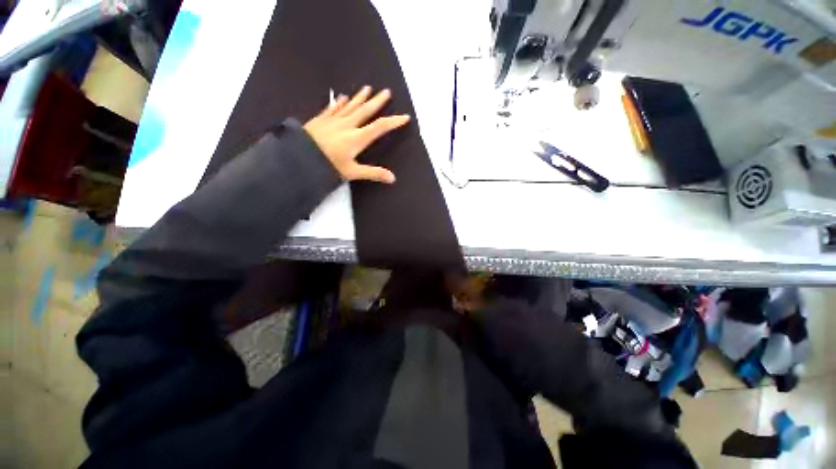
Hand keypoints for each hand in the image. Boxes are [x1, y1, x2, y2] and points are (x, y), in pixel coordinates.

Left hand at [304, 86, 409, 183]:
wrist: (299, 157)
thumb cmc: (328, 165)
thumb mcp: (352, 172)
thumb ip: (373, 173)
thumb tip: (392, 178)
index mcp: (357, 138)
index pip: (380, 127)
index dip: (394, 122)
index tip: (405, 117)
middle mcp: (347, 125)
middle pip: (366, 111)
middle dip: (377, 101)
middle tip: (386, 92)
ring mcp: (333, 120)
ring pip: (350, 106)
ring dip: (360, 97)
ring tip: (367, 88)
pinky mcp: (321, 119)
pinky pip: (333, 108)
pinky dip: (340, 102)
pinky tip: (343, 97)